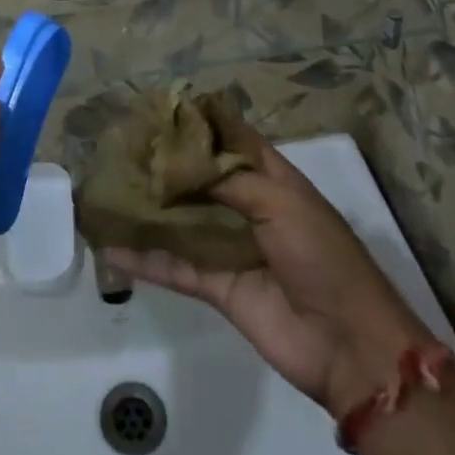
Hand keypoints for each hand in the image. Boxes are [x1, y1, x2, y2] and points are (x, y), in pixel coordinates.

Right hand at [102, 114, 427, 417]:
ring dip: (148, 208)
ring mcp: (228, 246)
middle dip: (163, 163)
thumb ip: (227, 180)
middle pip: (198, 178)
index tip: (157, 109)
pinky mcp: (215, 285)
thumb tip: (176, 164)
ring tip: (106, 190)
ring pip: (180, 220)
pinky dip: (144, 258)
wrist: (349, 345)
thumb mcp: (281, 202)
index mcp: (270, 178)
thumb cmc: (322, 257)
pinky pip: (174, 266)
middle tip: (119, 147)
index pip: (228, 139)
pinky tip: (110, 248)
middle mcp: (246, 206)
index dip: (197, 124)